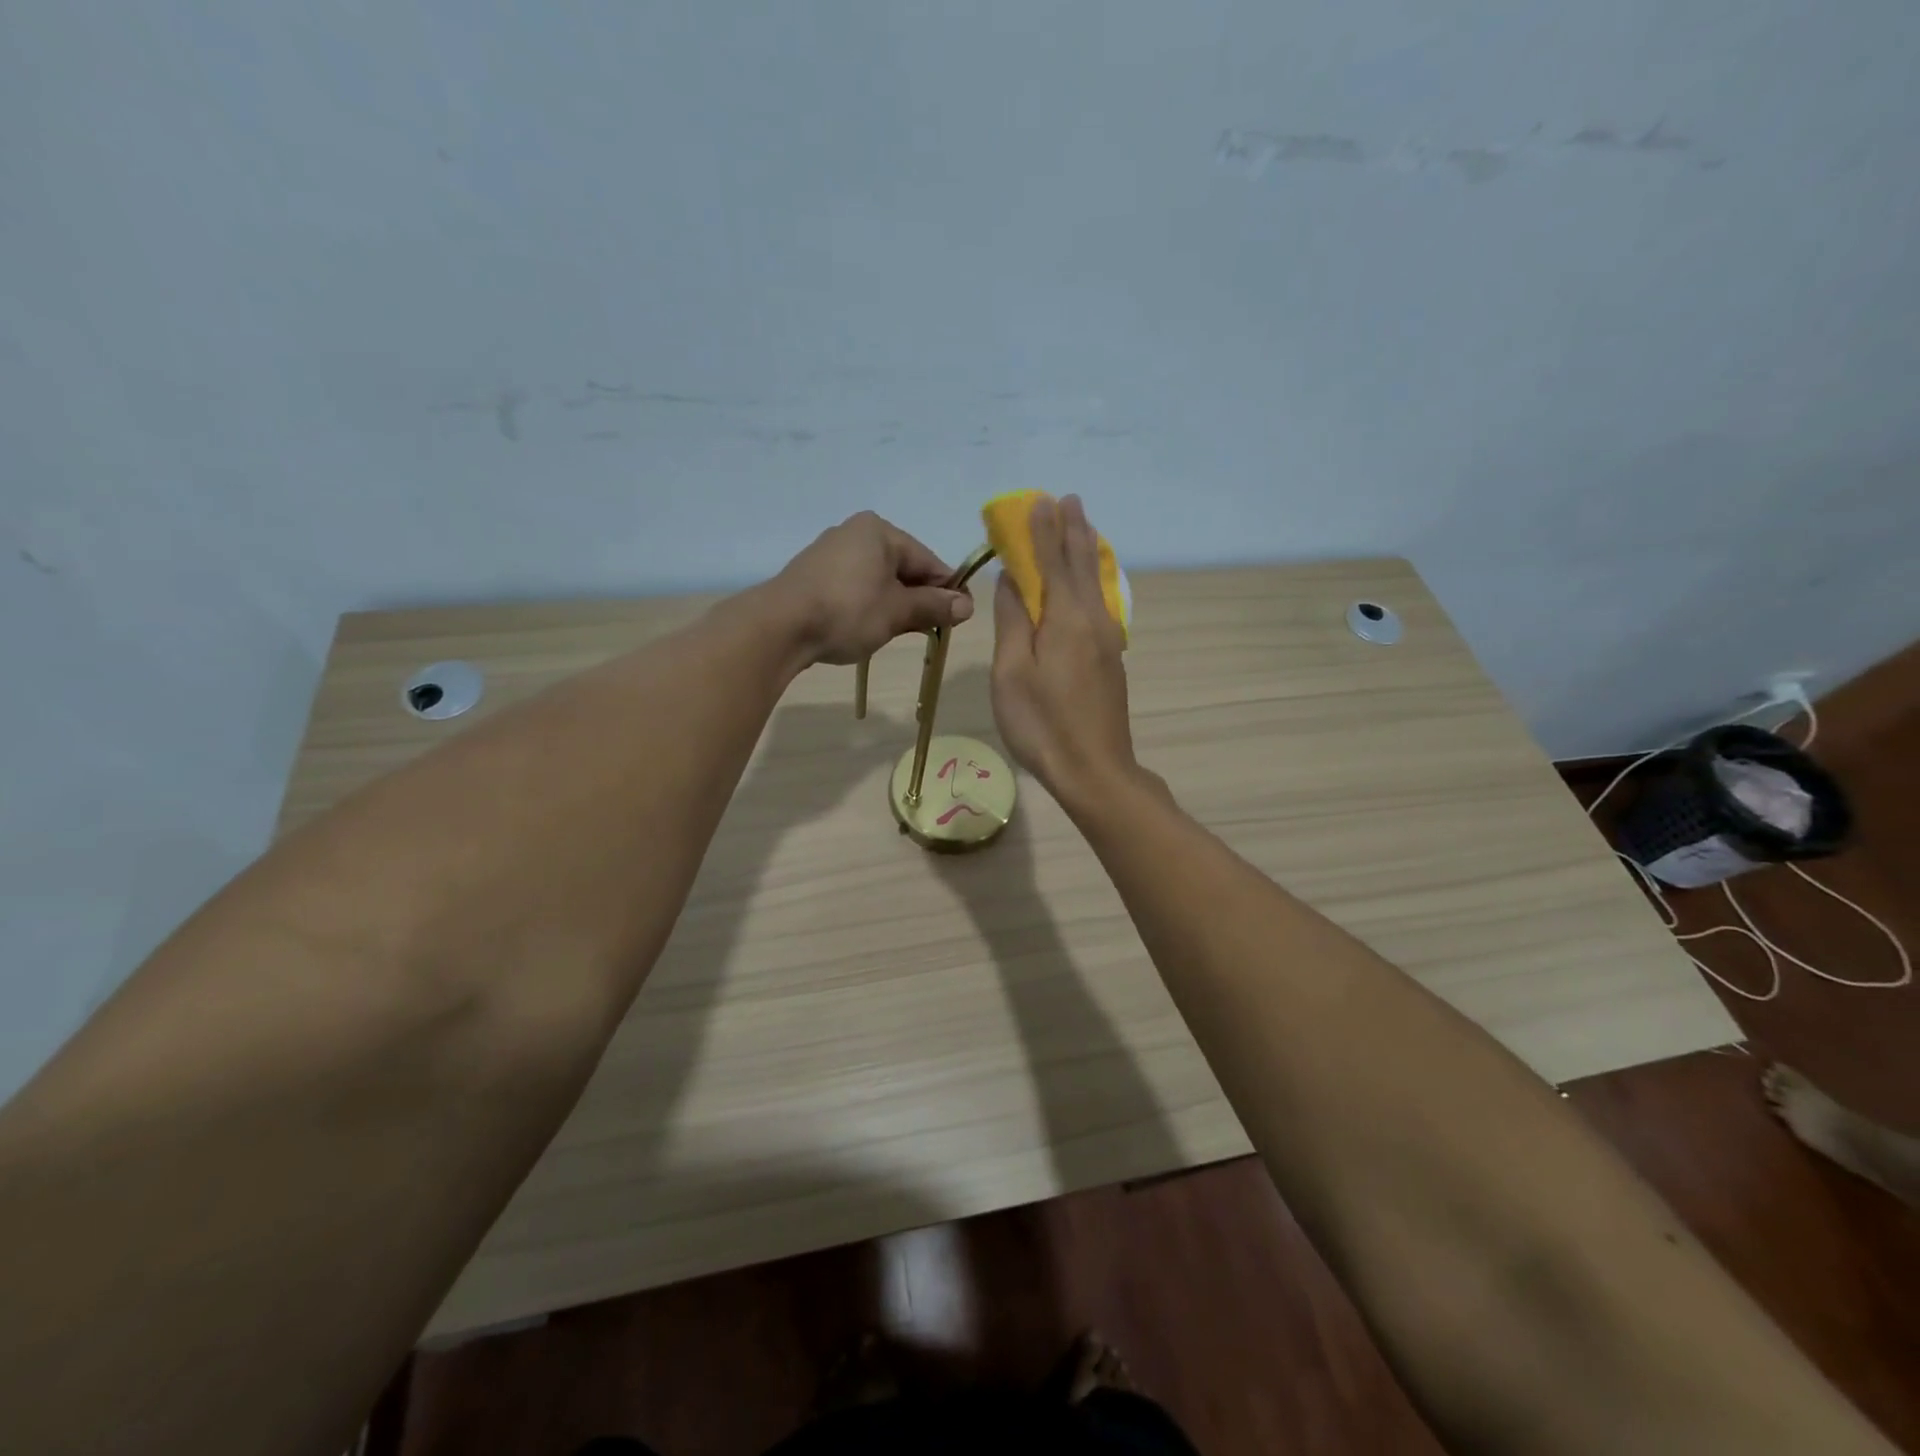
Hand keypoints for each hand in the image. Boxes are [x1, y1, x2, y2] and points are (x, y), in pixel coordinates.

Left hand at [774, 511, 973, 665]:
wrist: (780, 626)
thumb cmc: (848, 612)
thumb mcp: (898, 611)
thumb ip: (934, 606)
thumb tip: (967, 606)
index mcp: (880, 531)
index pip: (928, 561)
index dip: (948, 591)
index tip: (959, 619)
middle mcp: (855, 532)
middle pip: (903, 567)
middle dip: (920, 598)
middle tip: (932, 630)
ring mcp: (831, 552)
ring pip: (879, 579)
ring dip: (895, 604)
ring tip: (900, 632)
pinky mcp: (814, 574)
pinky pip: (855, 586)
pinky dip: (869, 604)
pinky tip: (869, 627)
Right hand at [990, 495, 1136, 807]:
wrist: (1094, 770)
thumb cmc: (1042, 723)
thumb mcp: (1012, 673)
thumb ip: (1012, 621)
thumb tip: (1012, 580)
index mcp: (1065, 618)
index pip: (1051, 561)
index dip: (1042, 531)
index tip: (1038, 500)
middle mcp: (1092, 620)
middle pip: (1081, 565)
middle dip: (1071, 531)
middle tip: (1068, 499)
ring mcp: (1107, 639)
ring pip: (1096, 582)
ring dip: (1086, 550)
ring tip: (1083, 525)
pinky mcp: (1111, 658)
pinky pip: (1100, 601)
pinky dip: (1093, 577)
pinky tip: (1092, 579)